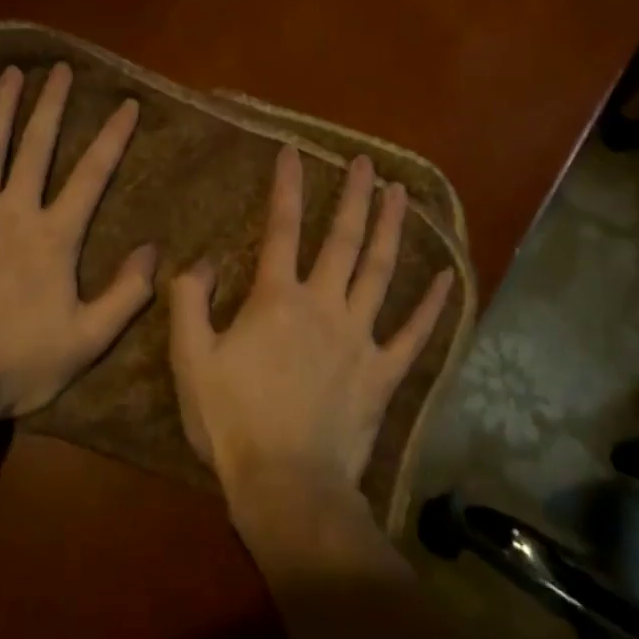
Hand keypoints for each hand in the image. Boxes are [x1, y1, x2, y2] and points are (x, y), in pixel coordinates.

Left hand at [0, 63, 155, 417]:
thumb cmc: (19, 363)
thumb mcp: (87, 340)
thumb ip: (125, 295)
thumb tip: (154, 250)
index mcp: (54, 236)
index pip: (92, 175)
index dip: (112, 136)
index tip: (126, 102)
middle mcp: (15, 212)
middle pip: (37, 147)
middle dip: (51, 105)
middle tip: (60, 69)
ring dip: (0, 109)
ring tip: (11, 74)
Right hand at [170, 147, 452, 501]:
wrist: (288, 487)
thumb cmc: (233, 421)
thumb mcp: (190, 358)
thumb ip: (190, 300)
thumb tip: (202, 260)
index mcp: (277, 298)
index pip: (281, 227)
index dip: (286, 185)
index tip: (293, 151)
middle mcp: (324, 304)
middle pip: (342, 238)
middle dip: (353, 195)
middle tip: (365, 161)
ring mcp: (360, 337)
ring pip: (380, 271)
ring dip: (391, 228)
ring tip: (400, 194)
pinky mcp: (384, 373)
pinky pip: (414, 334)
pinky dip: (432, 305)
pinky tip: (448, 276)